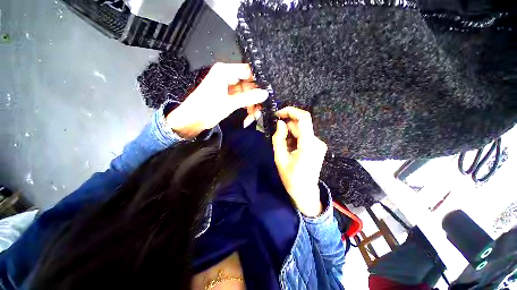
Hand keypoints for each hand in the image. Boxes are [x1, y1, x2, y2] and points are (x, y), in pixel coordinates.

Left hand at [166, 63, 267, 138]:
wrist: (191, 121)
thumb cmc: (206, 109)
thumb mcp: (229, 104)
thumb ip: (248, 98)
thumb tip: (265, 93)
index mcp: (225, 71)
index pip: (248, 71)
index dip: (260, 82)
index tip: (268, 93)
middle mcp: (228, 76)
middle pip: (249, 85)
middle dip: (255, 99)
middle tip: (260, 111)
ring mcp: (229, 86)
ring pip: (247, 94)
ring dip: (251, 107)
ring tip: (252, 118)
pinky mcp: (229, 95)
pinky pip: (242, 100)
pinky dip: (246, 109)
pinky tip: (247, 119)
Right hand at [272, 107, 327, 216]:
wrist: (305, 192)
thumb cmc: (291, 178)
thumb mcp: (280, 158)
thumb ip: (279, 138)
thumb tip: (280, 123)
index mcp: (308, 144)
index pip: (303, 118)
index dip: (291, 111)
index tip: (278, 114)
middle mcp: (317, 141)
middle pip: (300, 125)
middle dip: (287, 128)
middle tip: (278, 139)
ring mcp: (319, 144)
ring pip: (301, 131)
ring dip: (290, 135)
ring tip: (285, 149)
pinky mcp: (317, 147)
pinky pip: (304, 136)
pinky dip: (295, 139)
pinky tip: (291, 149)